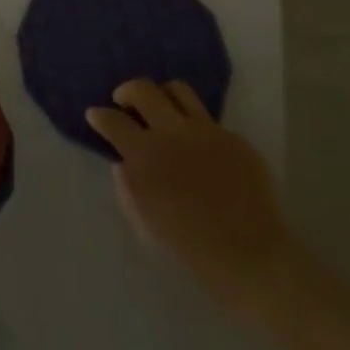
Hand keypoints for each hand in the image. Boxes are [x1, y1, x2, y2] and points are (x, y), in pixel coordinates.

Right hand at [86, 79, 302, 332]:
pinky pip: (209, 120)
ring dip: (162, 96)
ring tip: (161, 111)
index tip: (95, 115)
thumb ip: (128, 189)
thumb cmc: (191, 249)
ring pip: (178, 90)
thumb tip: (123, 163)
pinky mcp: (235, 138)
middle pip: (142, 89)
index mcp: (145, 154)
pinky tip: (199, 149)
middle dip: (127, 92)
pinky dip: (195, 127)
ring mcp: (207, 131)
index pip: (113, 120)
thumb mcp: (145, 225)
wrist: (253, 259)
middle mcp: (173, 132)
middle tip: (124, 102)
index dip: (99, 115)